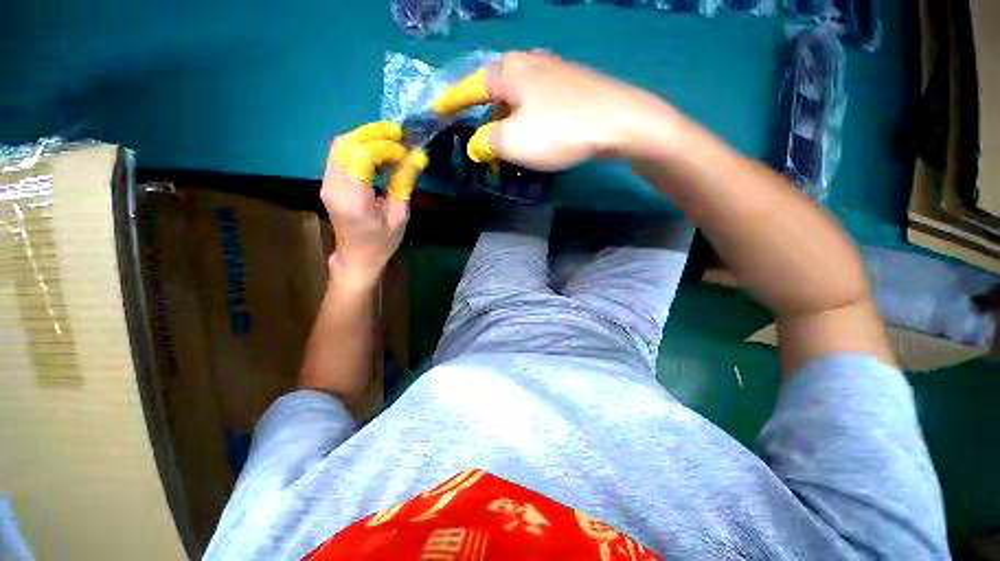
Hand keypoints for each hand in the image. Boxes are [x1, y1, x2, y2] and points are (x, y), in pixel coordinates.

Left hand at [322, 122, 426, 286]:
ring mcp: (326, 183)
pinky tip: (375, 154)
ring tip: (388, 143)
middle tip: (396, 135)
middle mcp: (334, 187)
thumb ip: (403, 185)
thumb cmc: (381, 242)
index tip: (403, 151)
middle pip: (345, 143)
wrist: (357, 258)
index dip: (383, 147)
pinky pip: (338, 154)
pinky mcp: (327, 183)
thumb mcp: (399, 217)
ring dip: (364, 137)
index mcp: (354, 200)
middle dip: (372, 133)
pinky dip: (357, 147)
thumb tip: (416, 157)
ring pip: (339, 145)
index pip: (361, 156)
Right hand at [433, 51, 674, 170]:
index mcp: (507, 72)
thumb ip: (486, 142)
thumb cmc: (560, 130)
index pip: (468, 88)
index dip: (452, 103)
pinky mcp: (573, 83)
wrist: (620, 121)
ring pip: (519, 98)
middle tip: (489, 149)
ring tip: (515, 147)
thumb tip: (477, 144)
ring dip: (511, 123)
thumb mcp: (512, 142)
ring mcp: (554, 69)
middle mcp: (528, 62)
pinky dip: (531, 118)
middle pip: (495, 94)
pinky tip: (538, 131)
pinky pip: (539, 101)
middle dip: (488, 122)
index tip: (439, 112)